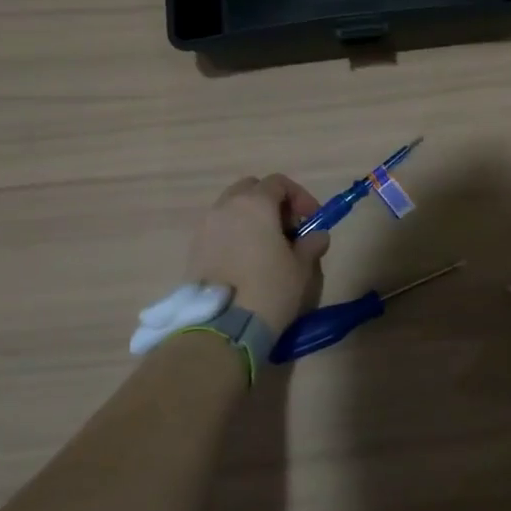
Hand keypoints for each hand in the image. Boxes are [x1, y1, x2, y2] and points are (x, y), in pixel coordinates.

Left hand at [186, 175, 328, 333]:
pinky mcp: (193, 250)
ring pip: (231, 209)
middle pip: (250, 190)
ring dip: (250, 219)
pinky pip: (218, 230)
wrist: (222, 327)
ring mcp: (205, 228)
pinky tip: (246, 262)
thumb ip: (311, 245)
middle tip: (288, 229)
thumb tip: (317, 236)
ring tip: (266, 248)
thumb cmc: (269, 289)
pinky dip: (233, 236)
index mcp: (255, 204)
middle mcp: (226, 207)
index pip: (278, 183)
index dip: (299, 197)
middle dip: (271, 202)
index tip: (312, 219)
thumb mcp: (301, 268)